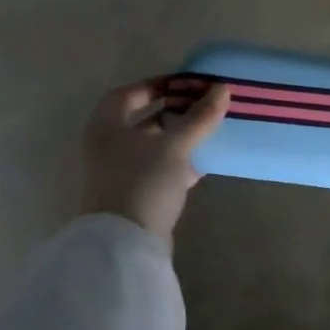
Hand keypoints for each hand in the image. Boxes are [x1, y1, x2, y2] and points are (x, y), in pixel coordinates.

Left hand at [81, 80, 231, 243]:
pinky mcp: (134, 195)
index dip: (157, 85)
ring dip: (180, 137)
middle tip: (204, 106)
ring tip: (210, 130)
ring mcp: (119, 173)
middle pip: (144, 119)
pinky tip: (204, 162)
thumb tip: (222, 88)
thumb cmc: (142, 181)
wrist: (125, 245)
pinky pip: (159, 169)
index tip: (187, 85)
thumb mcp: (175, 144)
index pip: (129, 94)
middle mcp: (108, 146)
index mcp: (107, 126)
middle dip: (174, 112)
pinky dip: (179, 162)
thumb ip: (199, 116)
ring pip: (154, 146)